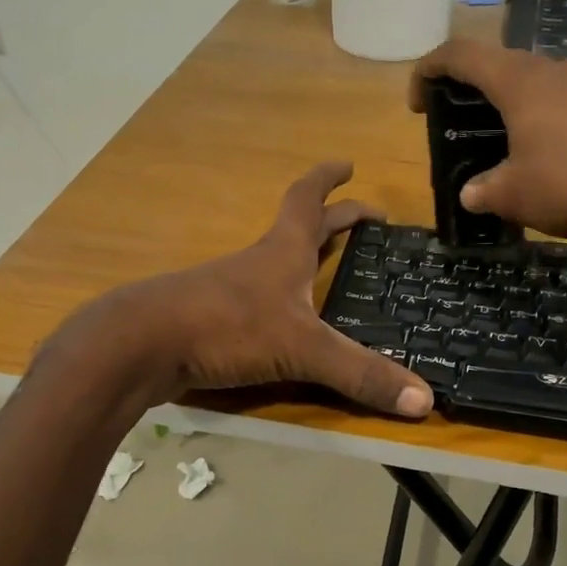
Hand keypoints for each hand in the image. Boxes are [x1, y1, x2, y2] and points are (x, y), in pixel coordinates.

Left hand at [111, 163, 433, 417]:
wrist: (141, 345)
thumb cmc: (226, 327)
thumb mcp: (303, 348)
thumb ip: (360, 373)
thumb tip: (425, 401)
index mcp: (283, 252)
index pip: (308, 200)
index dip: (329, 180)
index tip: (348, 164)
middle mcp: (258, 263)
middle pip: (299, 229)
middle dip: (333, 220)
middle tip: (364, 220)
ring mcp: (230, 290)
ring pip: (275, 264)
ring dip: (303, 258)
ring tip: (328, 268)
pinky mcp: (211, 320)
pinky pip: (256, 301)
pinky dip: (279, 300)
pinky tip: (284, 320)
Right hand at [410, 39, 566, 251]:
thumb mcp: (515, 196)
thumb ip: (485, 191)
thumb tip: (471, 194)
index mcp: (521, 81)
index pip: (461, 54)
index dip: (430, 70)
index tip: (419, 101)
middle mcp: (558, 68)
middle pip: (505, 68)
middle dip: (479, 96)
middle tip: (470, 131)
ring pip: (545, 85)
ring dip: (523, 110)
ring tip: (520, 149)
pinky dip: (559, 122)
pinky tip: (565, 159)